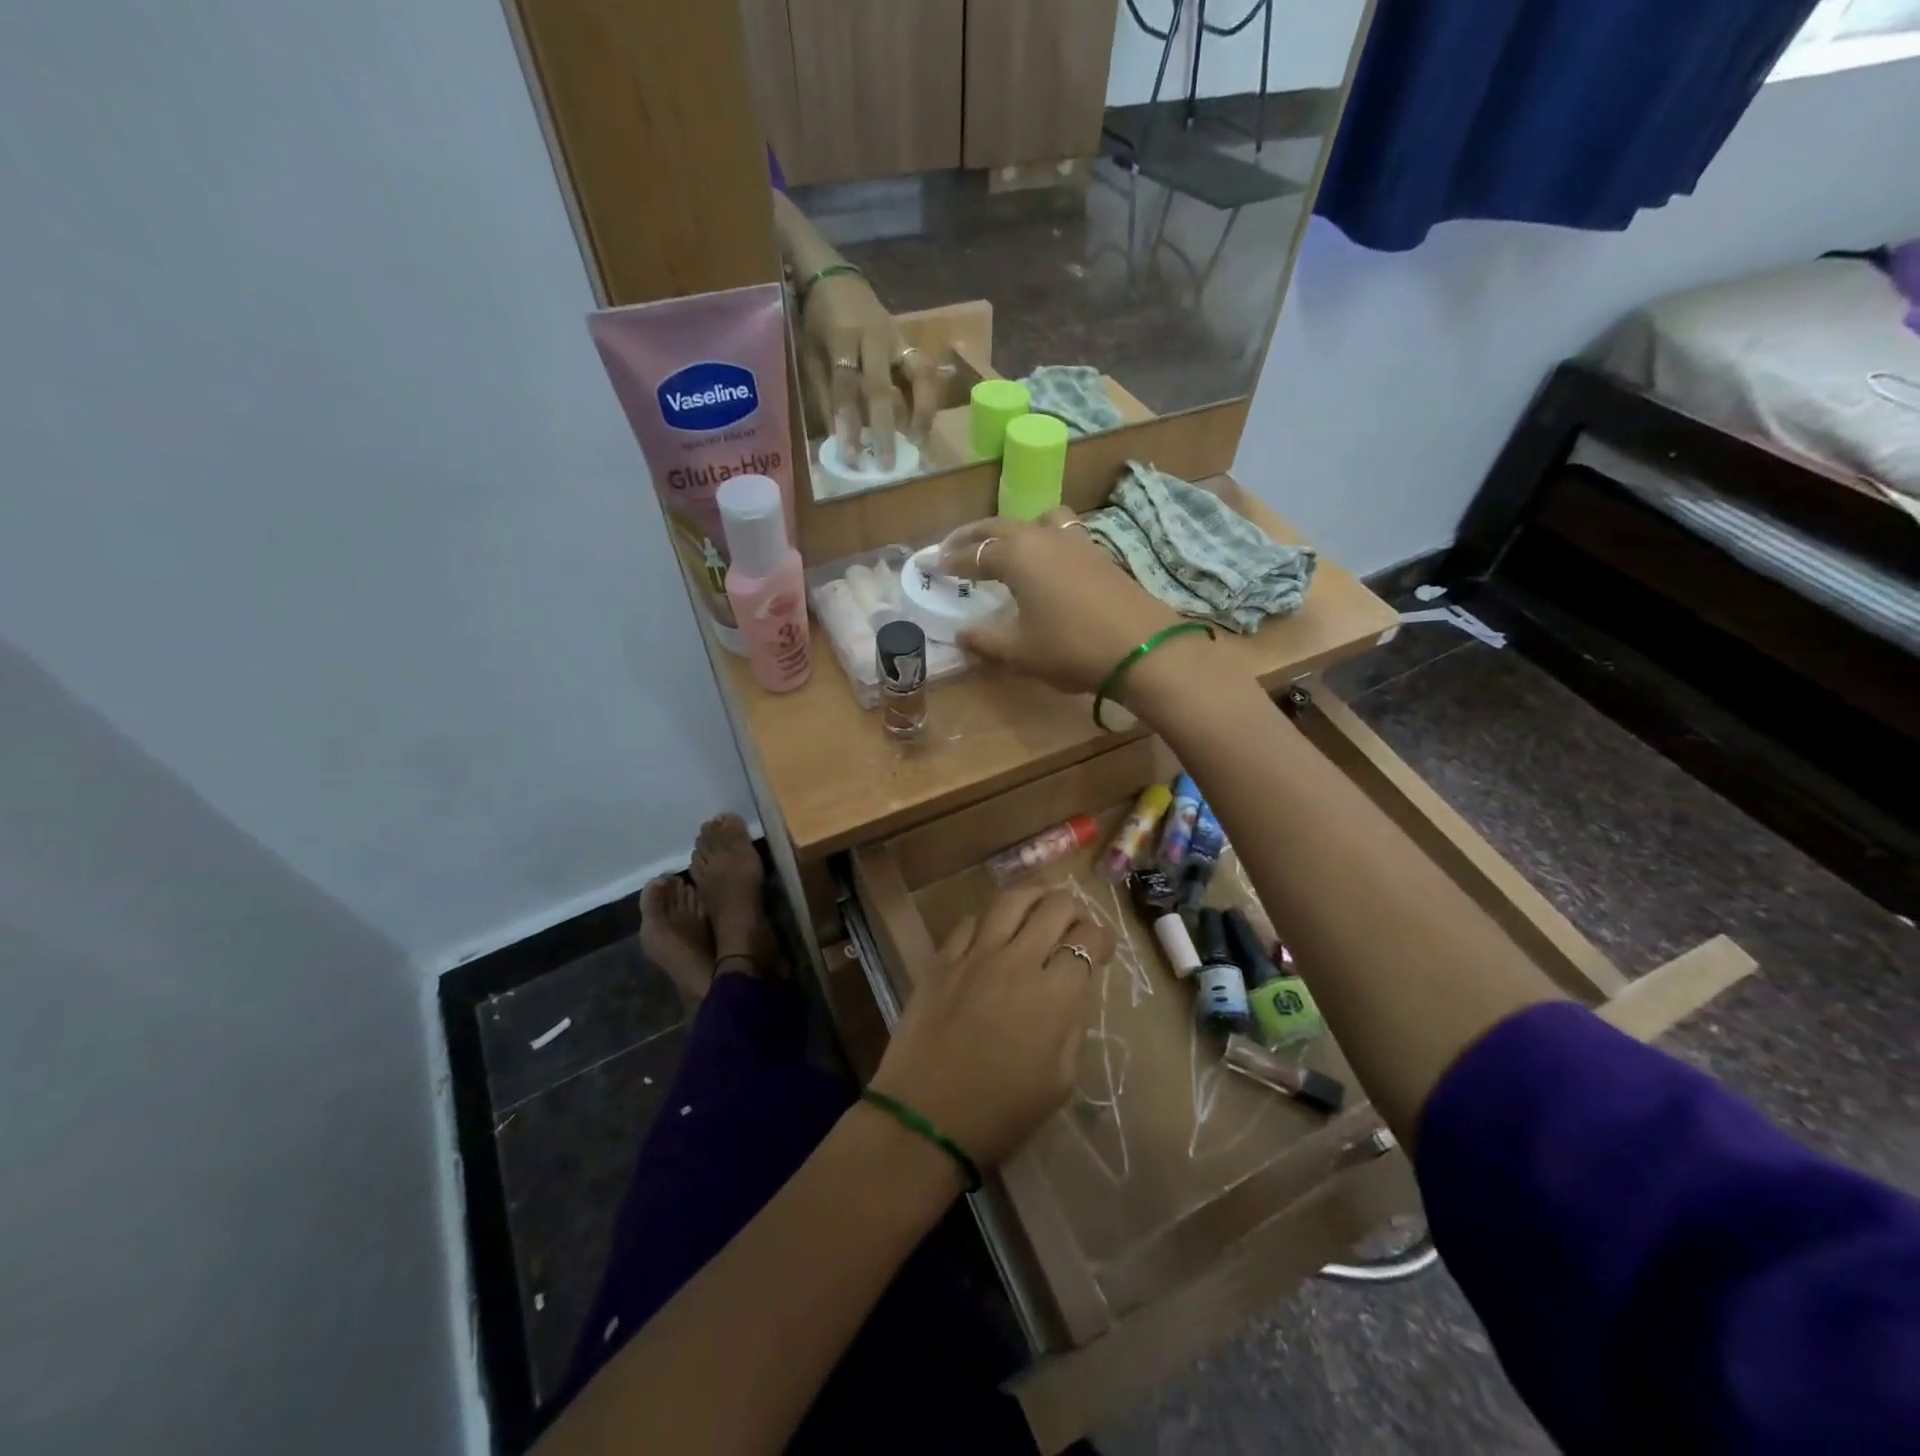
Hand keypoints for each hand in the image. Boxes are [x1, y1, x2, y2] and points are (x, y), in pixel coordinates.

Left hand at [798, 272, 938, 470]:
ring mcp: (897, 338)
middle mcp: (874, 338)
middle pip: (882, 389)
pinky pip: (926, 374)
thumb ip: (824, 395)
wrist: (837, 279)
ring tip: (919, 445)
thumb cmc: (818, 322)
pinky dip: (928, 402)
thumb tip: (838, 439)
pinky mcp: (911, 342)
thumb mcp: (810, 354)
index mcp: (842, 338)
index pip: (846, 387)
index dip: (848, 424)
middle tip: (889, 465)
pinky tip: (924, 427)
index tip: (850, 457)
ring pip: (920, 376)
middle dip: (885, 430)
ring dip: (922, 413)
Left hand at [869, 885, 1116, 1170]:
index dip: (1101, 939)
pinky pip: (968, 921)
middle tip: (1072, 928)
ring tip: (1038, 908)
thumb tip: (1071, 994)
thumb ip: (1073, 1029)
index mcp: (1054, 995)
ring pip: (1011, 899)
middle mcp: (1017, 961)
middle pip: (1054, 907)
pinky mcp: (941, 960)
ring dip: (1034, 898)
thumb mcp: (1059, 1083)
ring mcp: (975, 955)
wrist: (925, 1121)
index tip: (1101, 951)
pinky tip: (991, 934)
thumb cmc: (1000, 1114)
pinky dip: (988, 921)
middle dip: (1073, 910)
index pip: (1087, 940)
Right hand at [939, 510, 1208, 702]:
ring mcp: (1075, 541)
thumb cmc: (1070, 648)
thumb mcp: (1019, 651)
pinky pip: (1060, 533)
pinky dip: (1041, 539)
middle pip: (999, 527)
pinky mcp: (1098, 554)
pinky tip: (1045, 562)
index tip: (931, 566)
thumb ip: (985, 640)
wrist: (1141, 648)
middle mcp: (1043, 537)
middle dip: (973, 537)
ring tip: (1004, 547)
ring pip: (1035, 521)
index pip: (973, 552)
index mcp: (1016, 555)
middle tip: (953, 548)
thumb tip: (961, 635)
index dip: (950, 560)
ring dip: (1012, 530)